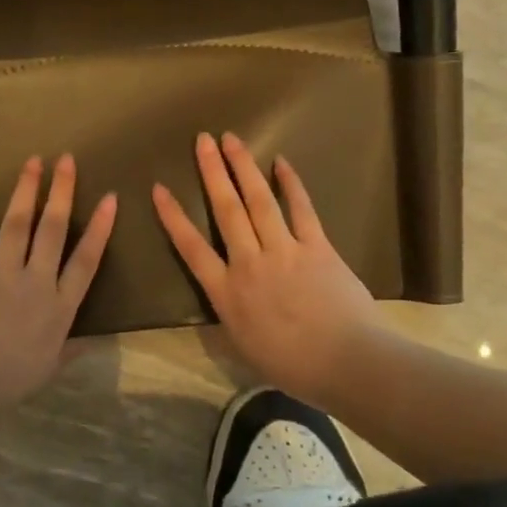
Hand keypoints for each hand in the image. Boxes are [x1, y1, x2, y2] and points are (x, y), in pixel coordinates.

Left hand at [0, 154, 117, 414]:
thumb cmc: (2, 385)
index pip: (86, 261)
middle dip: (63, 192)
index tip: (110, 198)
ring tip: (34, 161)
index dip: (100, 228)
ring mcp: (0, 274)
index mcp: (58, 309)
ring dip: (27, 190)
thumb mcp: (46, 371)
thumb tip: (93, 339)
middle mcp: (35, 283)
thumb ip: (69, 350)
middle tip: (67, 160)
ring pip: (18, 223)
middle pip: (54, 230)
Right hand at [153, 132, 381, 405]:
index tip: (158, 188)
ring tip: (231, 139)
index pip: (191, 248)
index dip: (172, 217)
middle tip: (202, 139)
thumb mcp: (244, 350)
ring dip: (243, 167)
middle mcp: (249, 263)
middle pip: (226, 210)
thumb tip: (220, 304)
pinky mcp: (317, 247)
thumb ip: (229, 320)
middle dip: (212, 172)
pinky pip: (301, 209)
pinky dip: (291, 184)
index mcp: (227, 293)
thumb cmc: (294, 367)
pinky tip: (281, 162)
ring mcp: (284, 251)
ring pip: (258, 201)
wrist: (348, 363)